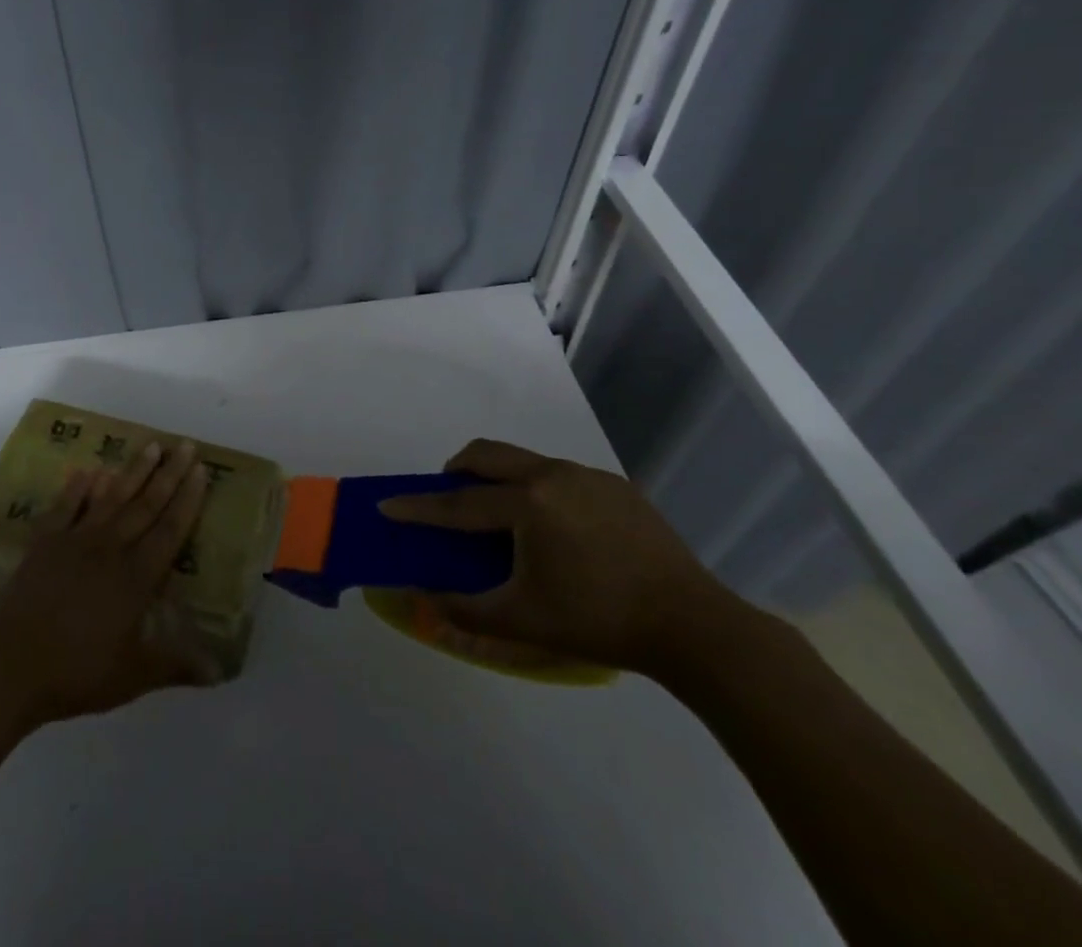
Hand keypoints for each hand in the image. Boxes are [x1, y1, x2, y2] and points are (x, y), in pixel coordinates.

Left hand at [0, 440, 214, 729]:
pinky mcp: (44, 544)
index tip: (201, 469)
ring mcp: (75, 541)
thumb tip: (220, 671)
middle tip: (185, 444)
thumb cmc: (76, 672)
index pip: (170, 529)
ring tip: (150, 445)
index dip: (188, 499)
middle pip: (146, 504)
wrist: (8, 667)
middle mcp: (110, 549)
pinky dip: (77, 489)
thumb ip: (175, 665)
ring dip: (133, 471)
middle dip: (169, 474)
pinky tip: (87, 472)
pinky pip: (65, 508)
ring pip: (111, 498)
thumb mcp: (133, 675)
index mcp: (136, 577)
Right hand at [378, 439, 755, 678]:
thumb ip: (464, 610)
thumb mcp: (523, 621)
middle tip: (447, 496)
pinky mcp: (617, 486)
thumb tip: (419, 600)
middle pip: (487, 454)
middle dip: (456, 469)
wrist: (694, 626)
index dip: (418, 506)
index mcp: (528, 503)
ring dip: (499, 478)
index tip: (387, 504)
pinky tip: (558, 531)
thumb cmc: (599, 621)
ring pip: (525, 460)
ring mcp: (588, 476)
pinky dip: (539, 490)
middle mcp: (553, 474)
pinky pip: (560, 475)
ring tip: (504, 519)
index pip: (458, 502)